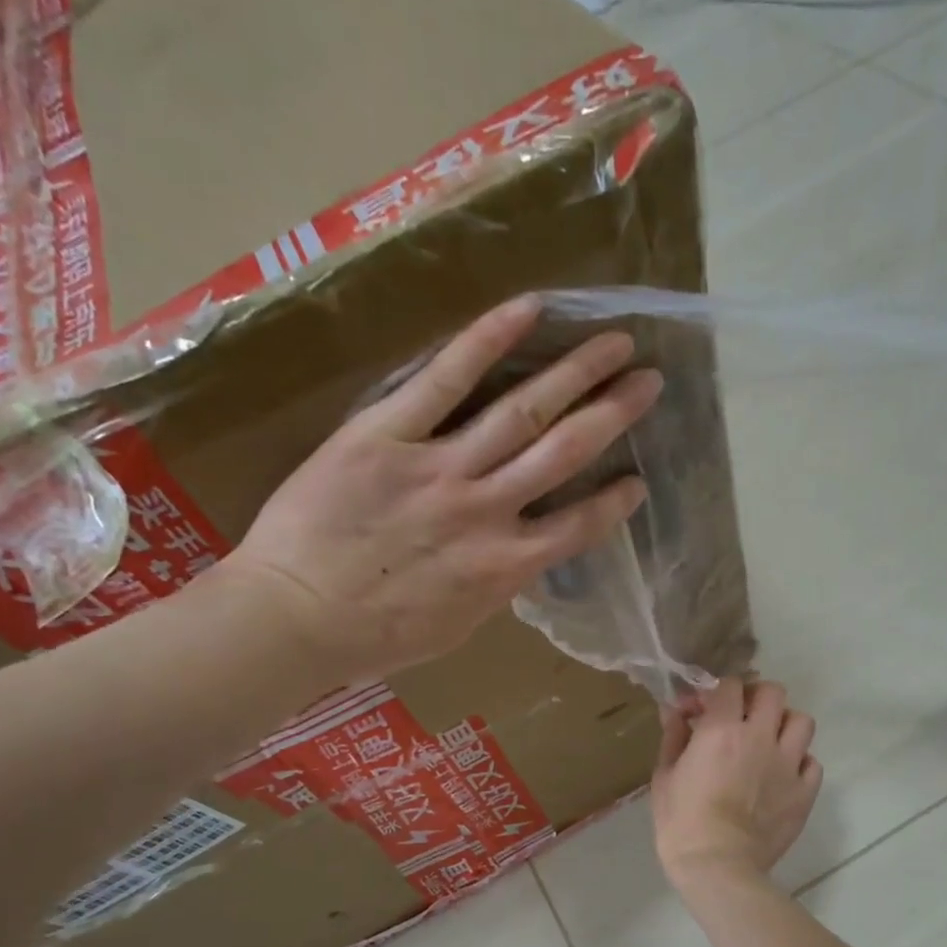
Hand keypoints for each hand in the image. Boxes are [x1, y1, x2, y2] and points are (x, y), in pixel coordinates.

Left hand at [219, 295, 659, 680]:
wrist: (295, 619)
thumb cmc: (376, 637)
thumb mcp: (458, 626)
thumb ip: (496, 585)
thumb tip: (516, 555)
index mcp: (506, 566)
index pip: (579, 526)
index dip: (615, 501)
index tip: (638, 480)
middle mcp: (488, 510)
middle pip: (565, 452)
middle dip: (614, 413)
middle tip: (651, 379)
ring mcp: (441, 468)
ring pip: (523, 412)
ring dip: (575, 374)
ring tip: (614, 342)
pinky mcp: (388, 434)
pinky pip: (444, 381)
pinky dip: (487, 342)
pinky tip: (528, 310)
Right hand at [652, 678, 822, 885]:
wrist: (718, 866)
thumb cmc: (682, 822)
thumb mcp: (665, 776)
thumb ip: (673, 737)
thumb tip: (674, 711)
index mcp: (722, 730)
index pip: (729, 685)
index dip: (715, 691)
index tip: (701, 710)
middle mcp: (760, 738)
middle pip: (773, 692)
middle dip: (755, 697)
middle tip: (741, 715)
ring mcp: (788, 764)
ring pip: (802, 721)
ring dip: (784, 724)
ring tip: (769, 741)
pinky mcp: (805, 792)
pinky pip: (812, 763)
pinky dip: (799, 763)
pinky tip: (782, 775)